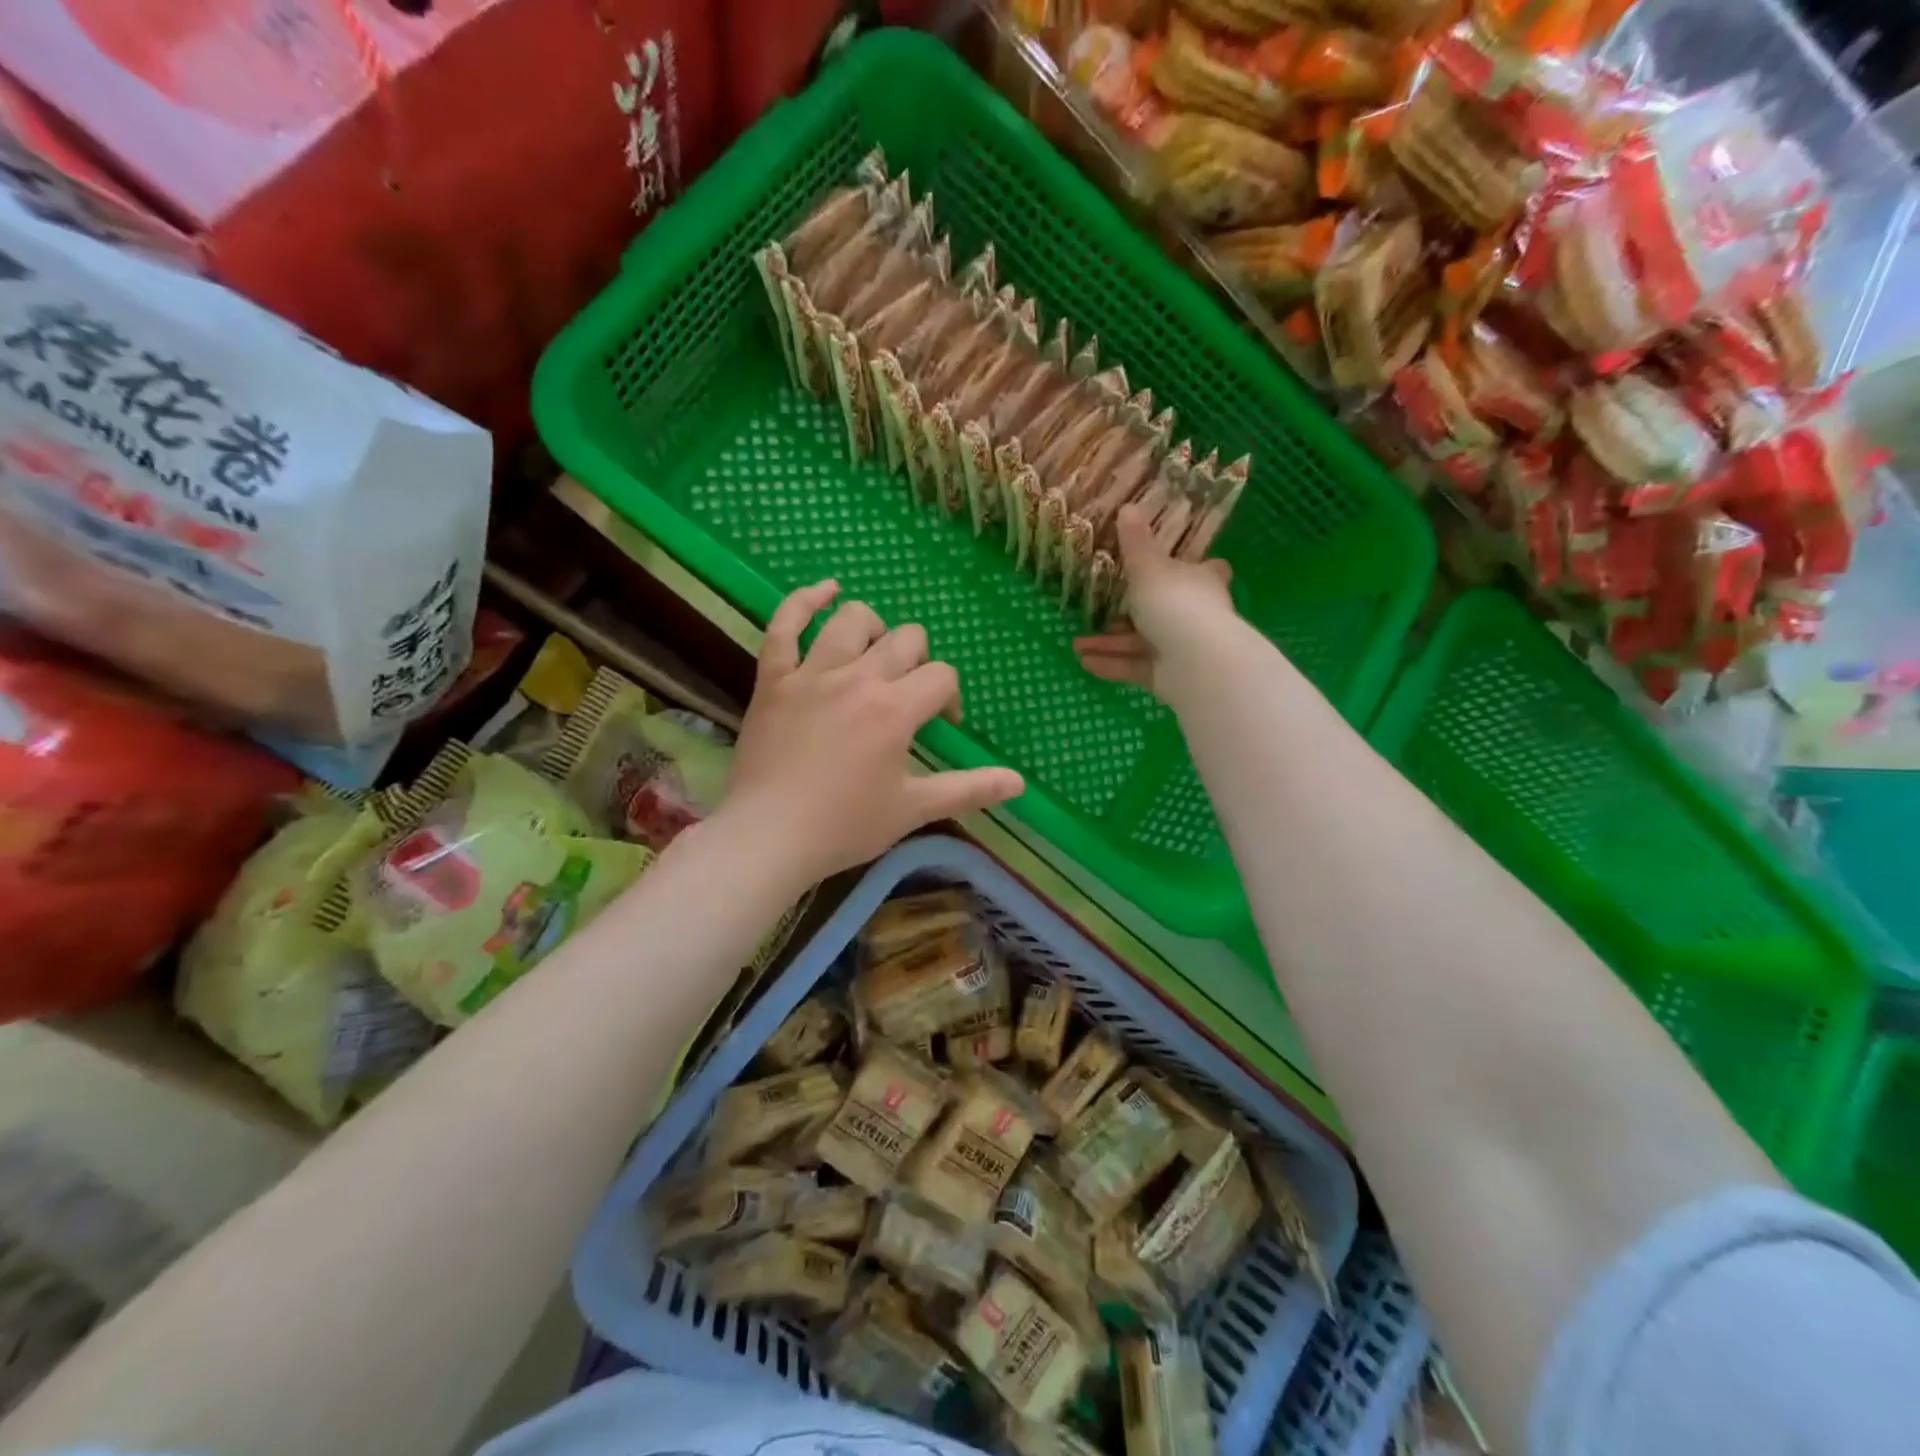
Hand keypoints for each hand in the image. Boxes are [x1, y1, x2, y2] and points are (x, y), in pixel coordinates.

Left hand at [719, 581, 1024, 885]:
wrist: (768, 837)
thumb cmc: (844, 826)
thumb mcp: (914, 809)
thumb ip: (969, 789)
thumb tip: (1020, 783)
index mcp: (895, 709)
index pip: (940, 677)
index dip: (949, 697)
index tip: (941, 726)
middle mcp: (857, 678)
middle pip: (905, 640)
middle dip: (919, 662)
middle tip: (908, 696)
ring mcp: (810, 673)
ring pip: (851, 620)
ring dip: (874, 629)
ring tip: (876, 653)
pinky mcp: (773, 678)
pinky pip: (784, 625)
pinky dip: (805, 601)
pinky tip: (825, 590)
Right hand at [1073, 503, 1237, 696]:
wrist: (1196, 662)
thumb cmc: (1175, 604)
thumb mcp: (1148, 568)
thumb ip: (1135, 543)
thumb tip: (1128, 507)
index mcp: (1199, 580)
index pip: (1205, 570)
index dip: (1192, 567)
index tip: (1174, 565)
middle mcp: (1195, 613)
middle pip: (1164, 609)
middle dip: (1129, 613)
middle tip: (1099, 611)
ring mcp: (1182, 647)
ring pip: (1141, 642)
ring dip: (1109, 643)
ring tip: (1076, 643)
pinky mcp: (1168, 676)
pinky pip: (1135, 666)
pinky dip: (1111, 663)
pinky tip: (1084, 662)